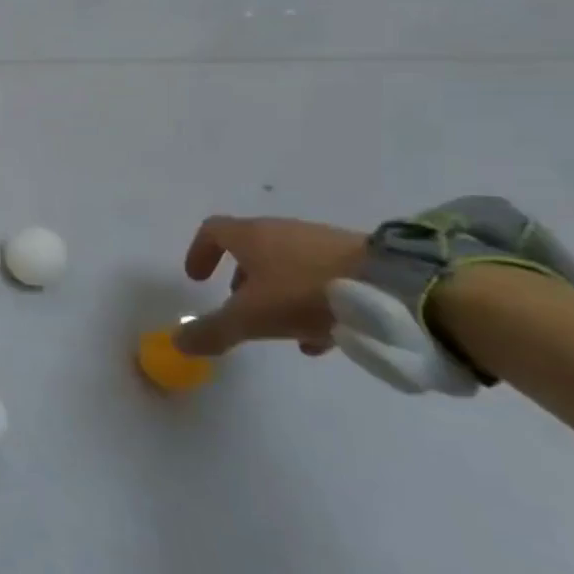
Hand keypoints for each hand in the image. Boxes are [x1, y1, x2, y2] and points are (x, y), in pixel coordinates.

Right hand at [175, 216, 367, 357]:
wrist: (397, 288)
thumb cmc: (304, 293)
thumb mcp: (250, 319)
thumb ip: (212, 331)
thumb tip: (177, 343)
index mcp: (251, 236)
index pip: (212, 230)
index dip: (200, 252)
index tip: (197, 279)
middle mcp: (283, 231)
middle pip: (252, 248)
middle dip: (242, 278)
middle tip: (240, 306)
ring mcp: (323, 243)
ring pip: (289, 264)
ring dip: (278, 292)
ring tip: (284, 328)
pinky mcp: (360, 259)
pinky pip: (323, 276)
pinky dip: (312, 299)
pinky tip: (323, 333)